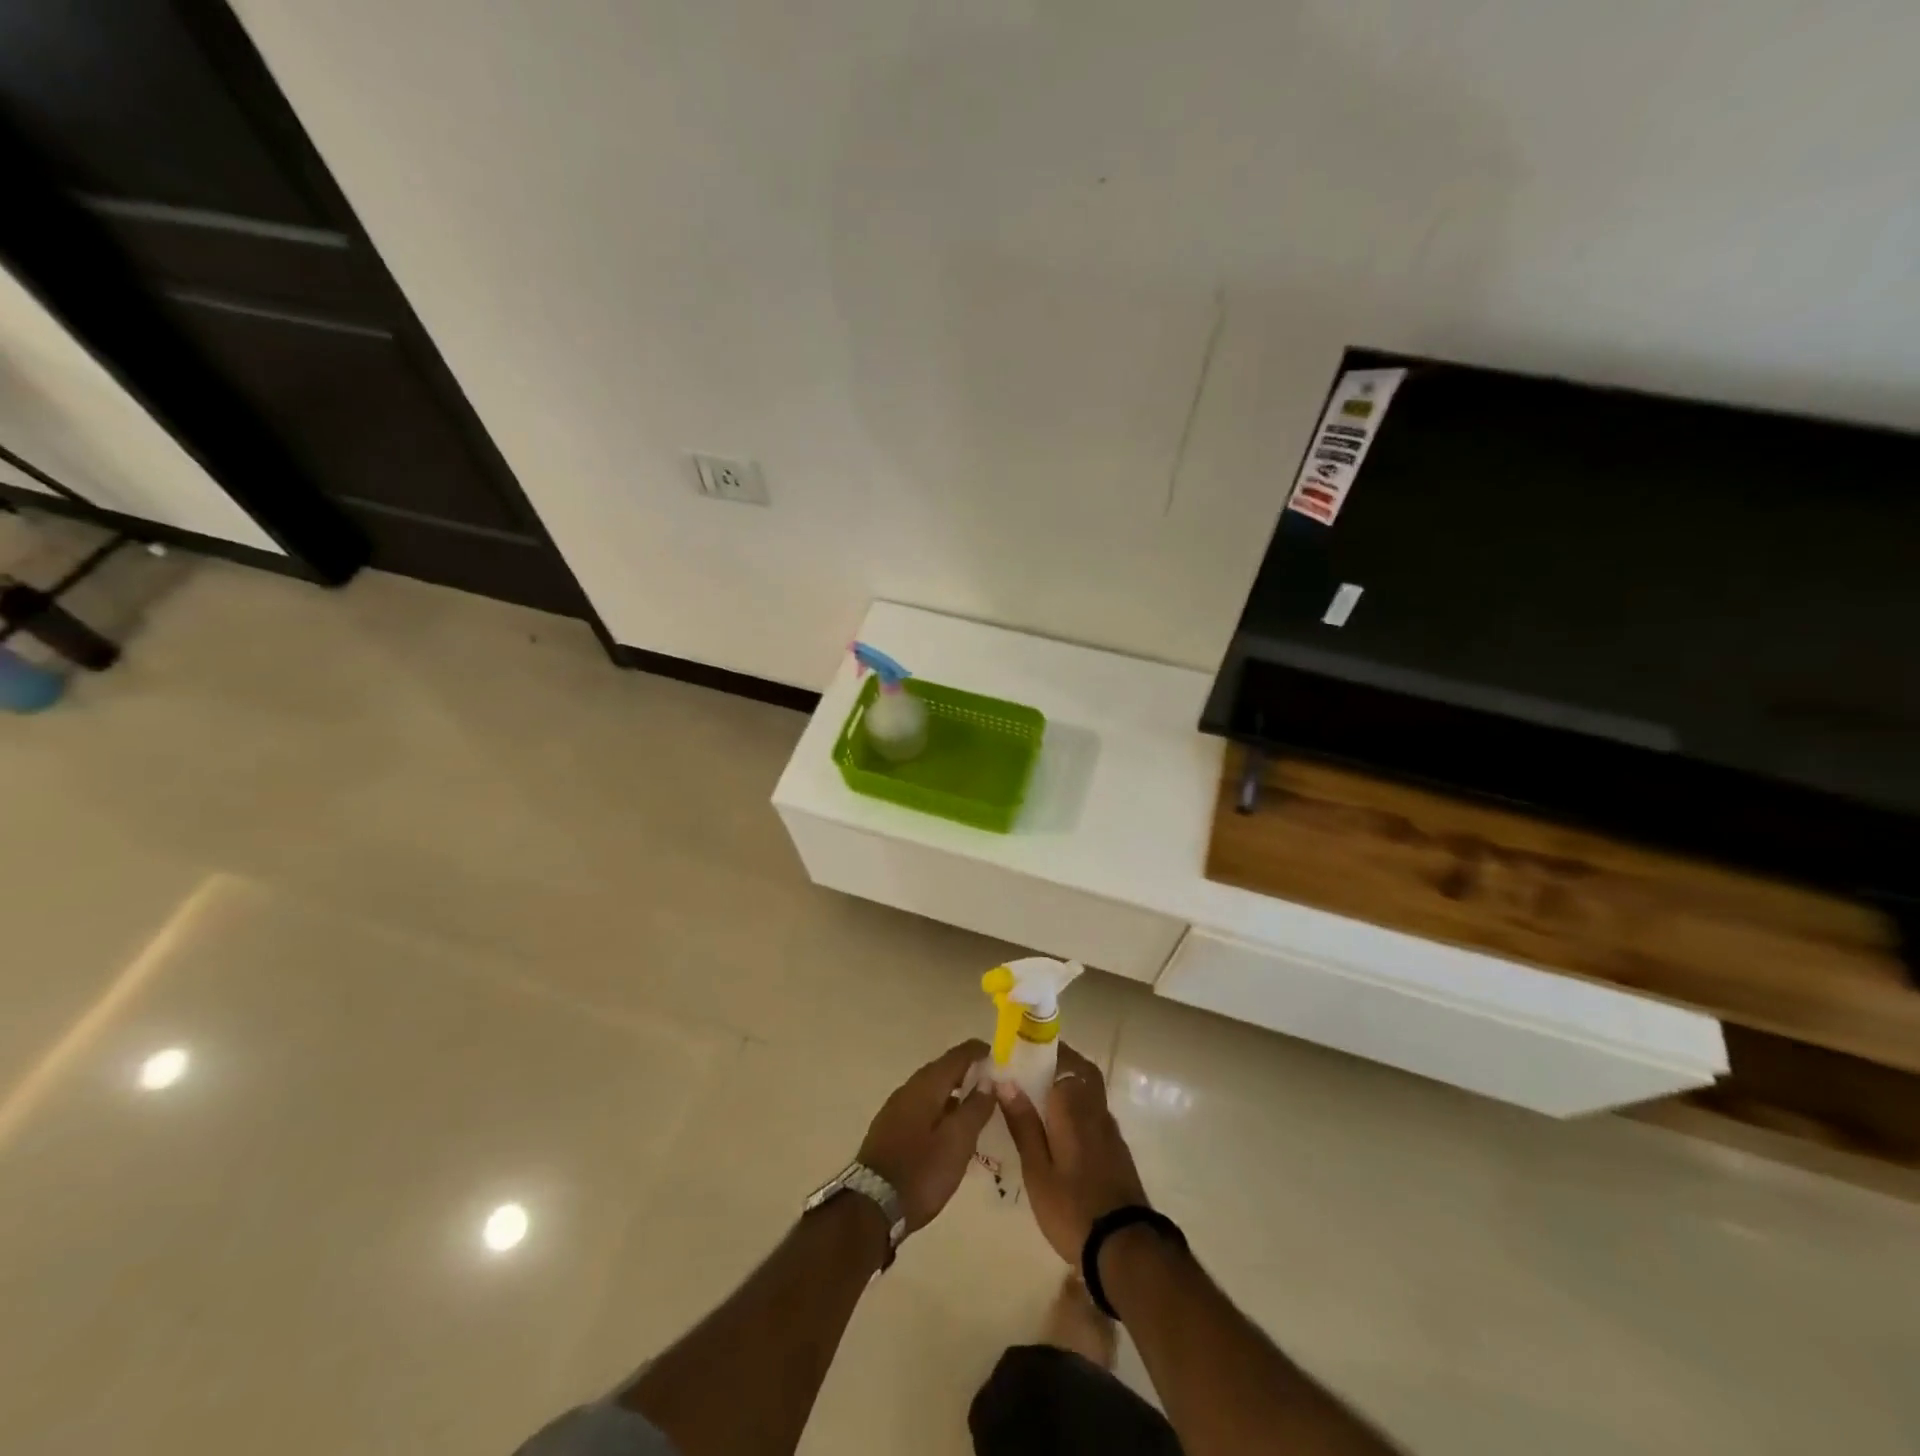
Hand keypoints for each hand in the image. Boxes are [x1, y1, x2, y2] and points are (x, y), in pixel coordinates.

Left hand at [857, 1040, 995, 1232]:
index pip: (956, 1056)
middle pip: (942, 1070)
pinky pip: (922, 1106)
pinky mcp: (890, 1129)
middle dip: (966, 1070)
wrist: (871, 1206)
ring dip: (953, 1090)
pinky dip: (940, 1107)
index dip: (977, 1052)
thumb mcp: (958, 1141)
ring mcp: (896, 1109)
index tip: (997, 1052)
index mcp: (926, 1085)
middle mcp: (909, 1089)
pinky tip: (950, 1127)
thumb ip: (975, 1108)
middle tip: (990, 1079)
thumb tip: (989, 1080)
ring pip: (931, 1089)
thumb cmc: (922, 1171)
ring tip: (975, 1103)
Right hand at [994, 1043, 1148, 1265]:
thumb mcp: (1037, 1170)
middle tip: (1031, 1069)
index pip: (1061, 1059)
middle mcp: (1095, 1108)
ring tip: (1040, 1098)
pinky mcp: (1116, 1148)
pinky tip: (1061, 1127)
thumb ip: (1023, 1123)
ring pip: (1090, 1089)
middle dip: (1059, 1062)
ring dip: (1069, 1082)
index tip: (1019, 1051)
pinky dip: (1078, 1105)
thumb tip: (1007, 1081)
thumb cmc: (1071, 1207)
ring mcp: (1110, 1128)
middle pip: (1081, 1069)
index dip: (1041, 1050)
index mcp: (1072, 1105)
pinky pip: (1094, 1110)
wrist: (1125, 1247)